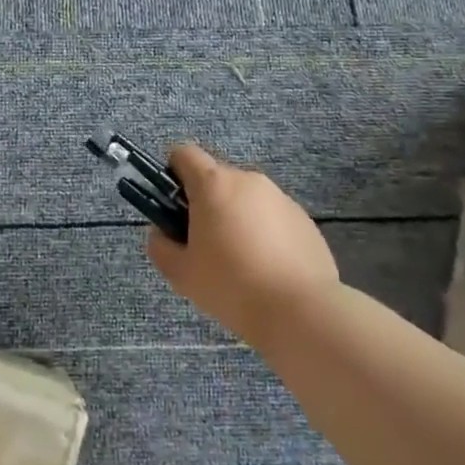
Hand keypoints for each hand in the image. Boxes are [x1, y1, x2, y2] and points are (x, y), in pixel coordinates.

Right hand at [146, 144, 342, 348]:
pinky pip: (272, 216)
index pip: (184, 154)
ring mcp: (280, 197)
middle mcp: (248, 180)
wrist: (301, 311)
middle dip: (205, 202)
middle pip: (216, 177)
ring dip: (235, 217)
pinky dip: (264, 232)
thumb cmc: (231, 286)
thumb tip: (162, 232)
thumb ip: (161, 246)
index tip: (174, 206)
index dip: (172, 173)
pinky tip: (267, 268)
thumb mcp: (181, 273)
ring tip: (240, 261)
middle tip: (204, 243)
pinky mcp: (304, 219)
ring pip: (245, 198)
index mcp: (213, 184)